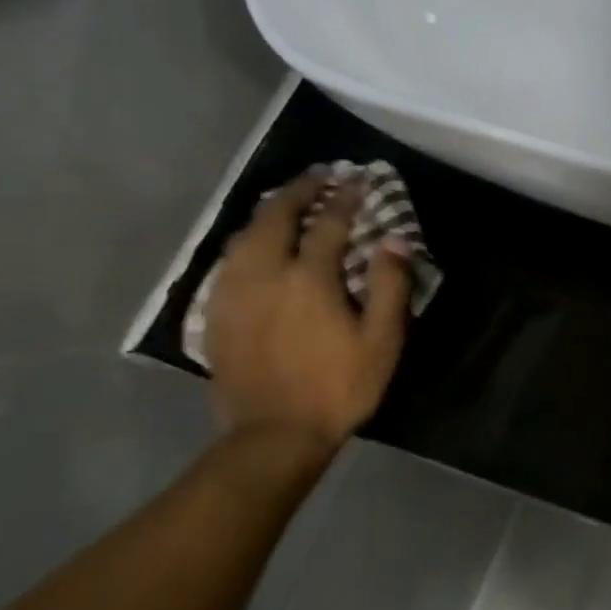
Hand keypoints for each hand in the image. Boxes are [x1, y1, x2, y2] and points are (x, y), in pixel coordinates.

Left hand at [205, 172, 412, 447]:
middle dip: (298, 191)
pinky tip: (255, 245)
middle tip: (318, 177)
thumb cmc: (339, 387)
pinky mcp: (216, 313)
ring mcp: (234, 292)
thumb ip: (389, 285)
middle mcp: (265, 274)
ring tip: (287, 202)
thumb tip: (393, 239)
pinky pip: (229, 260)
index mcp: (309, 278)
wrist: (275, 433)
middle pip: (275, 217)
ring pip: (245, 235)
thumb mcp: (382, 341)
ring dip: (268, 211)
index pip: (328, 223)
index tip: (357, 181)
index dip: (345, 199)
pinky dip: (247, 240)